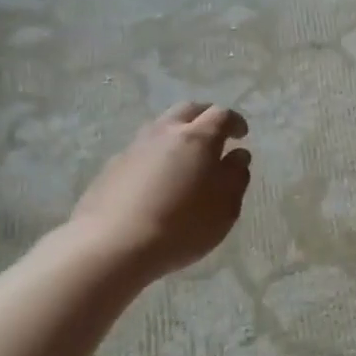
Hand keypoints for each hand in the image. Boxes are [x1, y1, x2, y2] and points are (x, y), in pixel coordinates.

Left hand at [67, 103, 251, 279]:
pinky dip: (158, 155)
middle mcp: (165, 133)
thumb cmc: (182, 226)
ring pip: (162, 126)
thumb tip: (237, 156)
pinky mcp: (113, 166)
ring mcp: (134, 147)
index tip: (242, 135)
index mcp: (198, 139)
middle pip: (188, 110)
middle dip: (206, 117)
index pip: (221, 115)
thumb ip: (236, 177)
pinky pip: (143, 149)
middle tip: (217, 137)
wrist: (112, 245)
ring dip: (179, 134)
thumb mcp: (226, 208)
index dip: (235, 122)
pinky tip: (160, 180)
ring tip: (187, 159)